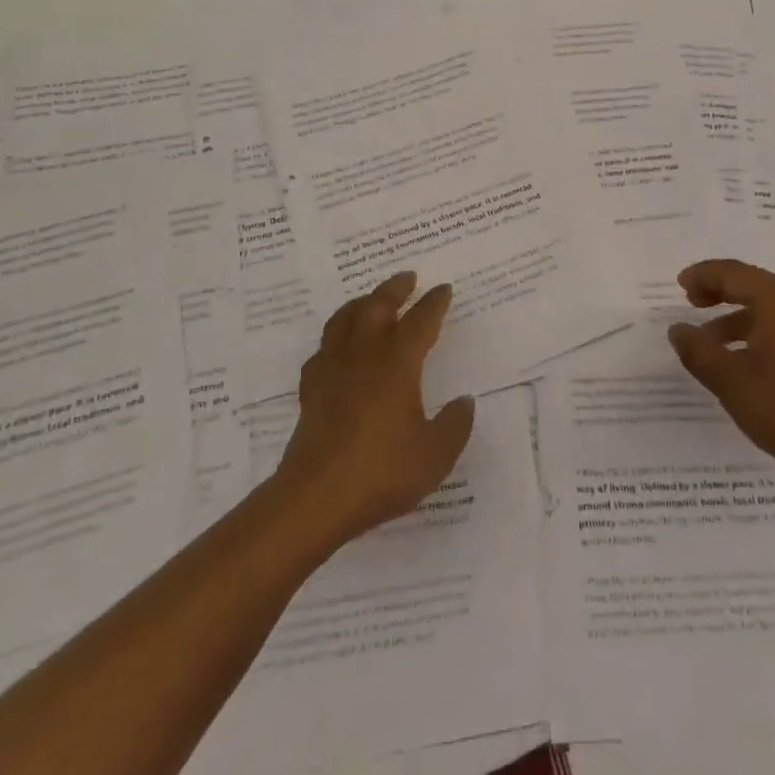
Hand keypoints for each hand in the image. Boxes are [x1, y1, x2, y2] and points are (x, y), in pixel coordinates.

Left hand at [273, 271, 475, 547]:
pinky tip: (338, 348)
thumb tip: (464, 401)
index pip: (420, 322)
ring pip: (344, 320)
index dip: (434, 303)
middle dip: (394, 288)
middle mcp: (364, 356)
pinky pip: (323, 351)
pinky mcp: (311, 390)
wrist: (316, 498)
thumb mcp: (434, 455)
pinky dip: (334, 339)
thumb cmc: (381, 472)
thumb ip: (454, 425)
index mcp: (397, 364)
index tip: (443, 289)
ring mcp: (333, 370)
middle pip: (377, 307)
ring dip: (361, 303)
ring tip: (371, 299)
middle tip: (407, 277)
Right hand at [668, 258, 774, 497]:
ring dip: (735, 315)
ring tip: (709, 340)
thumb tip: (678, 329)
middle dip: (719, 289)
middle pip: (753, 284)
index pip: (735, 273)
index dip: (704, 275)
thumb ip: (698, 351)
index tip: (680, 285)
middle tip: (691, 301)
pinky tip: (741, 361)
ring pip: (768, 308)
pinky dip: (755, 331)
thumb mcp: (730, 381)